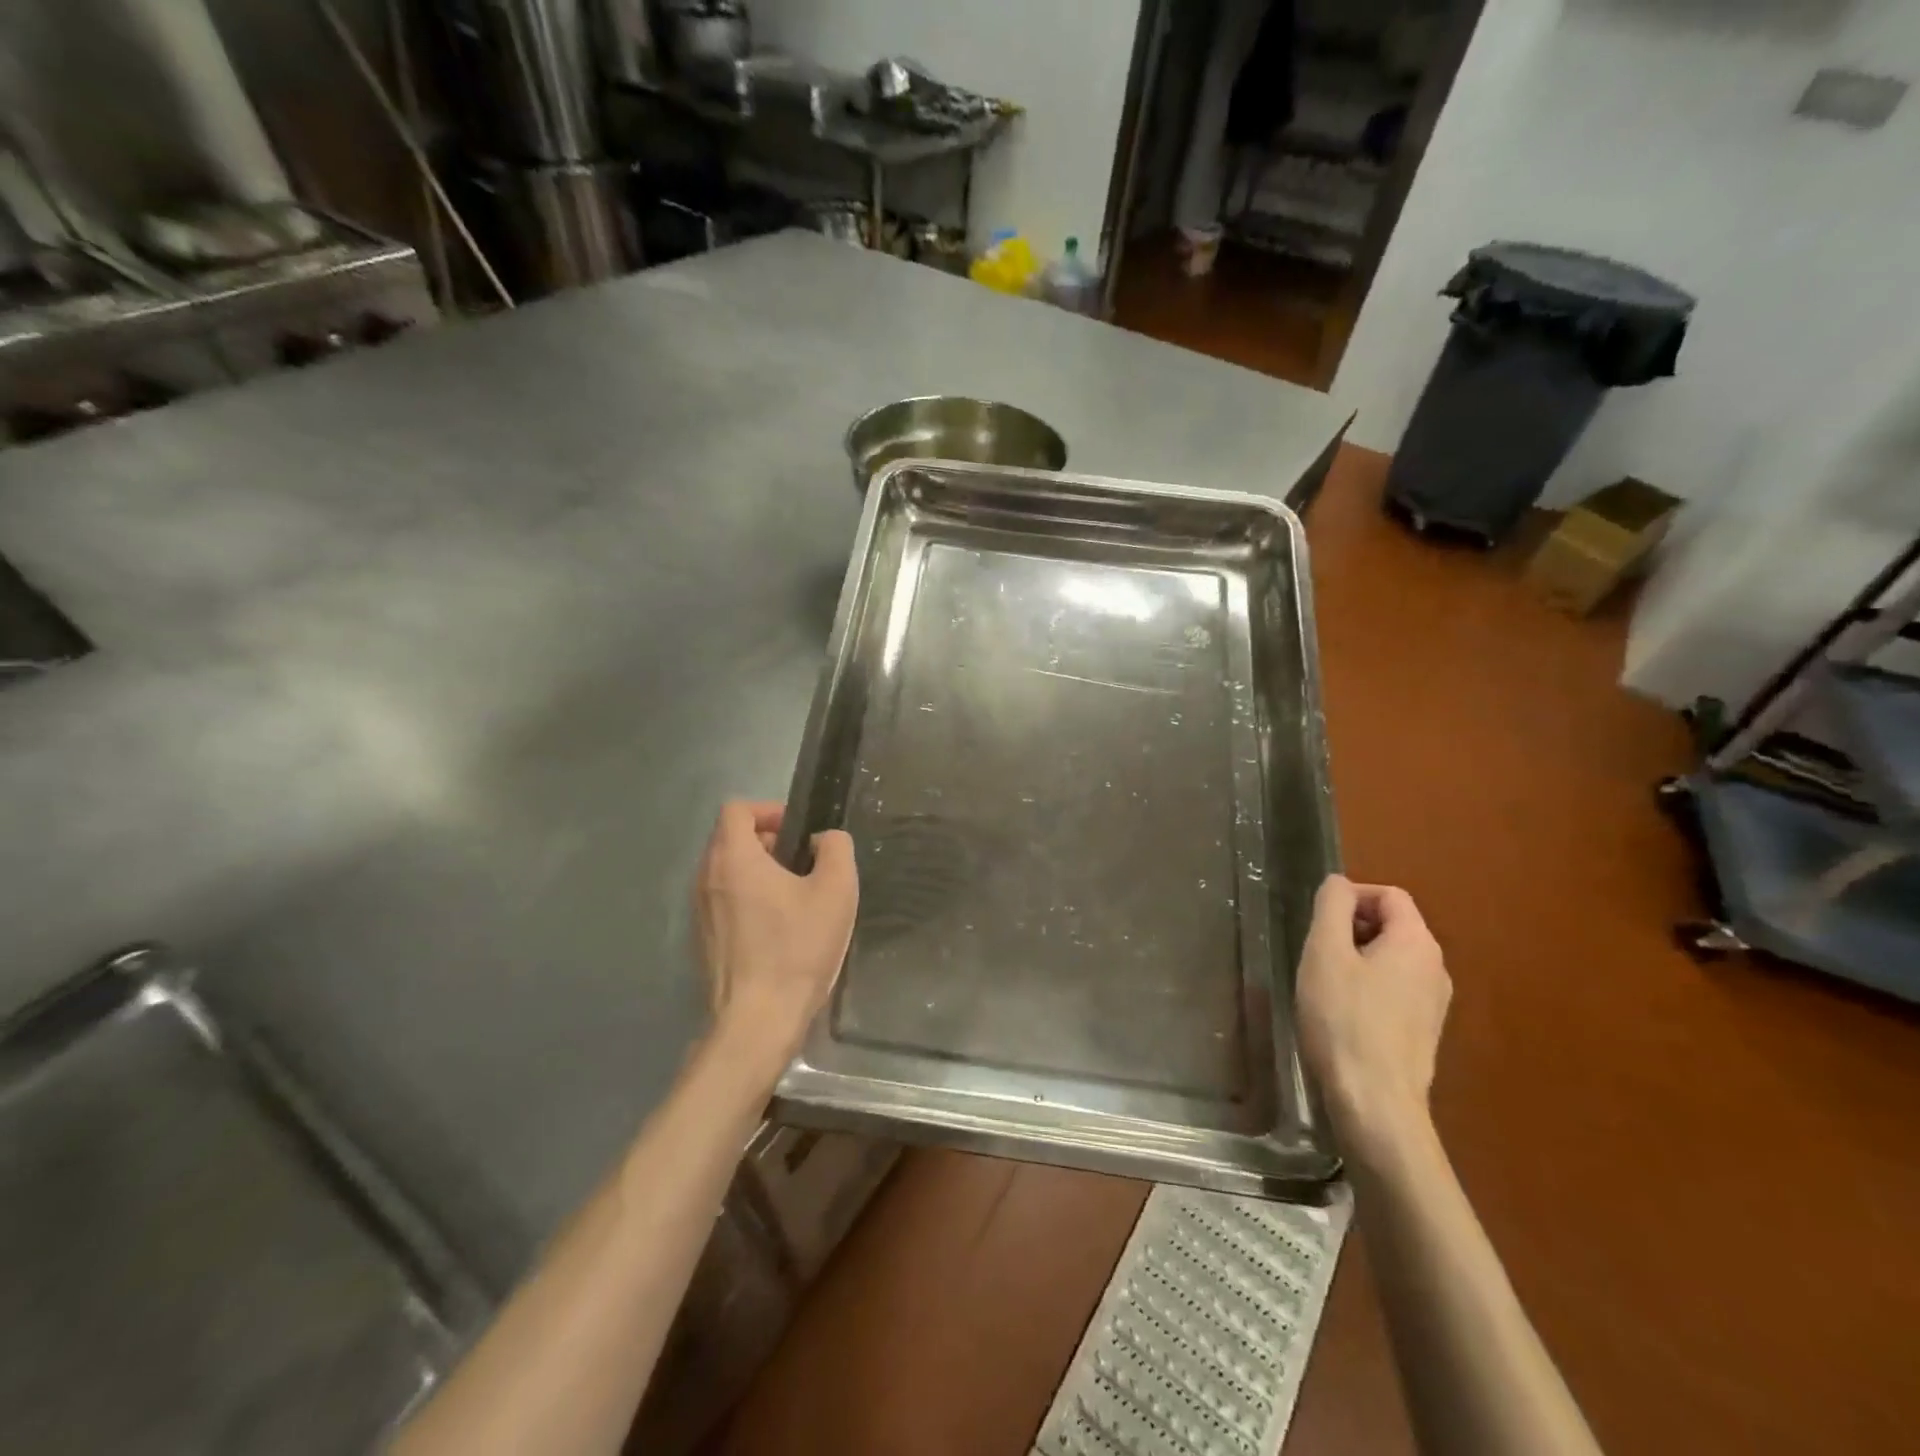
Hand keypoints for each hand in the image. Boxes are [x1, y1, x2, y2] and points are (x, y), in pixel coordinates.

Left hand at [694, 800, 857, 1065]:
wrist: (757, 1020)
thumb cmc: (796, 948)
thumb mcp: (836, 890)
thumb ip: (836, 849)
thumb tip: (823, 840)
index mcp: (733, 858)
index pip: (737, 809)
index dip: (769, 810)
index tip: (798, 832)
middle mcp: (706, 878)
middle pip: (731, 839)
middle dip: (768, 842)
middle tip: (804, 864)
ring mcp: (700, 911)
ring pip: (727, 871)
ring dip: (759, 872)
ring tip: (796, 897)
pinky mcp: (703, 940)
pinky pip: (724, 901)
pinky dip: (749, 899)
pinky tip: (779, 929)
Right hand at [1296, 874, 1450, 1155]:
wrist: (1375, 1103)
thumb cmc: (1344, 1020)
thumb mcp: (1325, 952)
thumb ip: (1332, 906)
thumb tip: (1339, 883)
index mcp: (1417, 942)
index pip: (1389, 894)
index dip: (1350, 897)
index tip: (1318, 923)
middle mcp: (1436, 968)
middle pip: (1392, 925)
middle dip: (1351, 928)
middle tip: (1316, 953)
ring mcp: (1434, 1003)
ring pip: (1391, 959)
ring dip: (1357, 959)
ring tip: (1324, 984)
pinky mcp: (1424, 1032)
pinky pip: (1395, 989)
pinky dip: (1368, 987)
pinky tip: (1342, 1014)